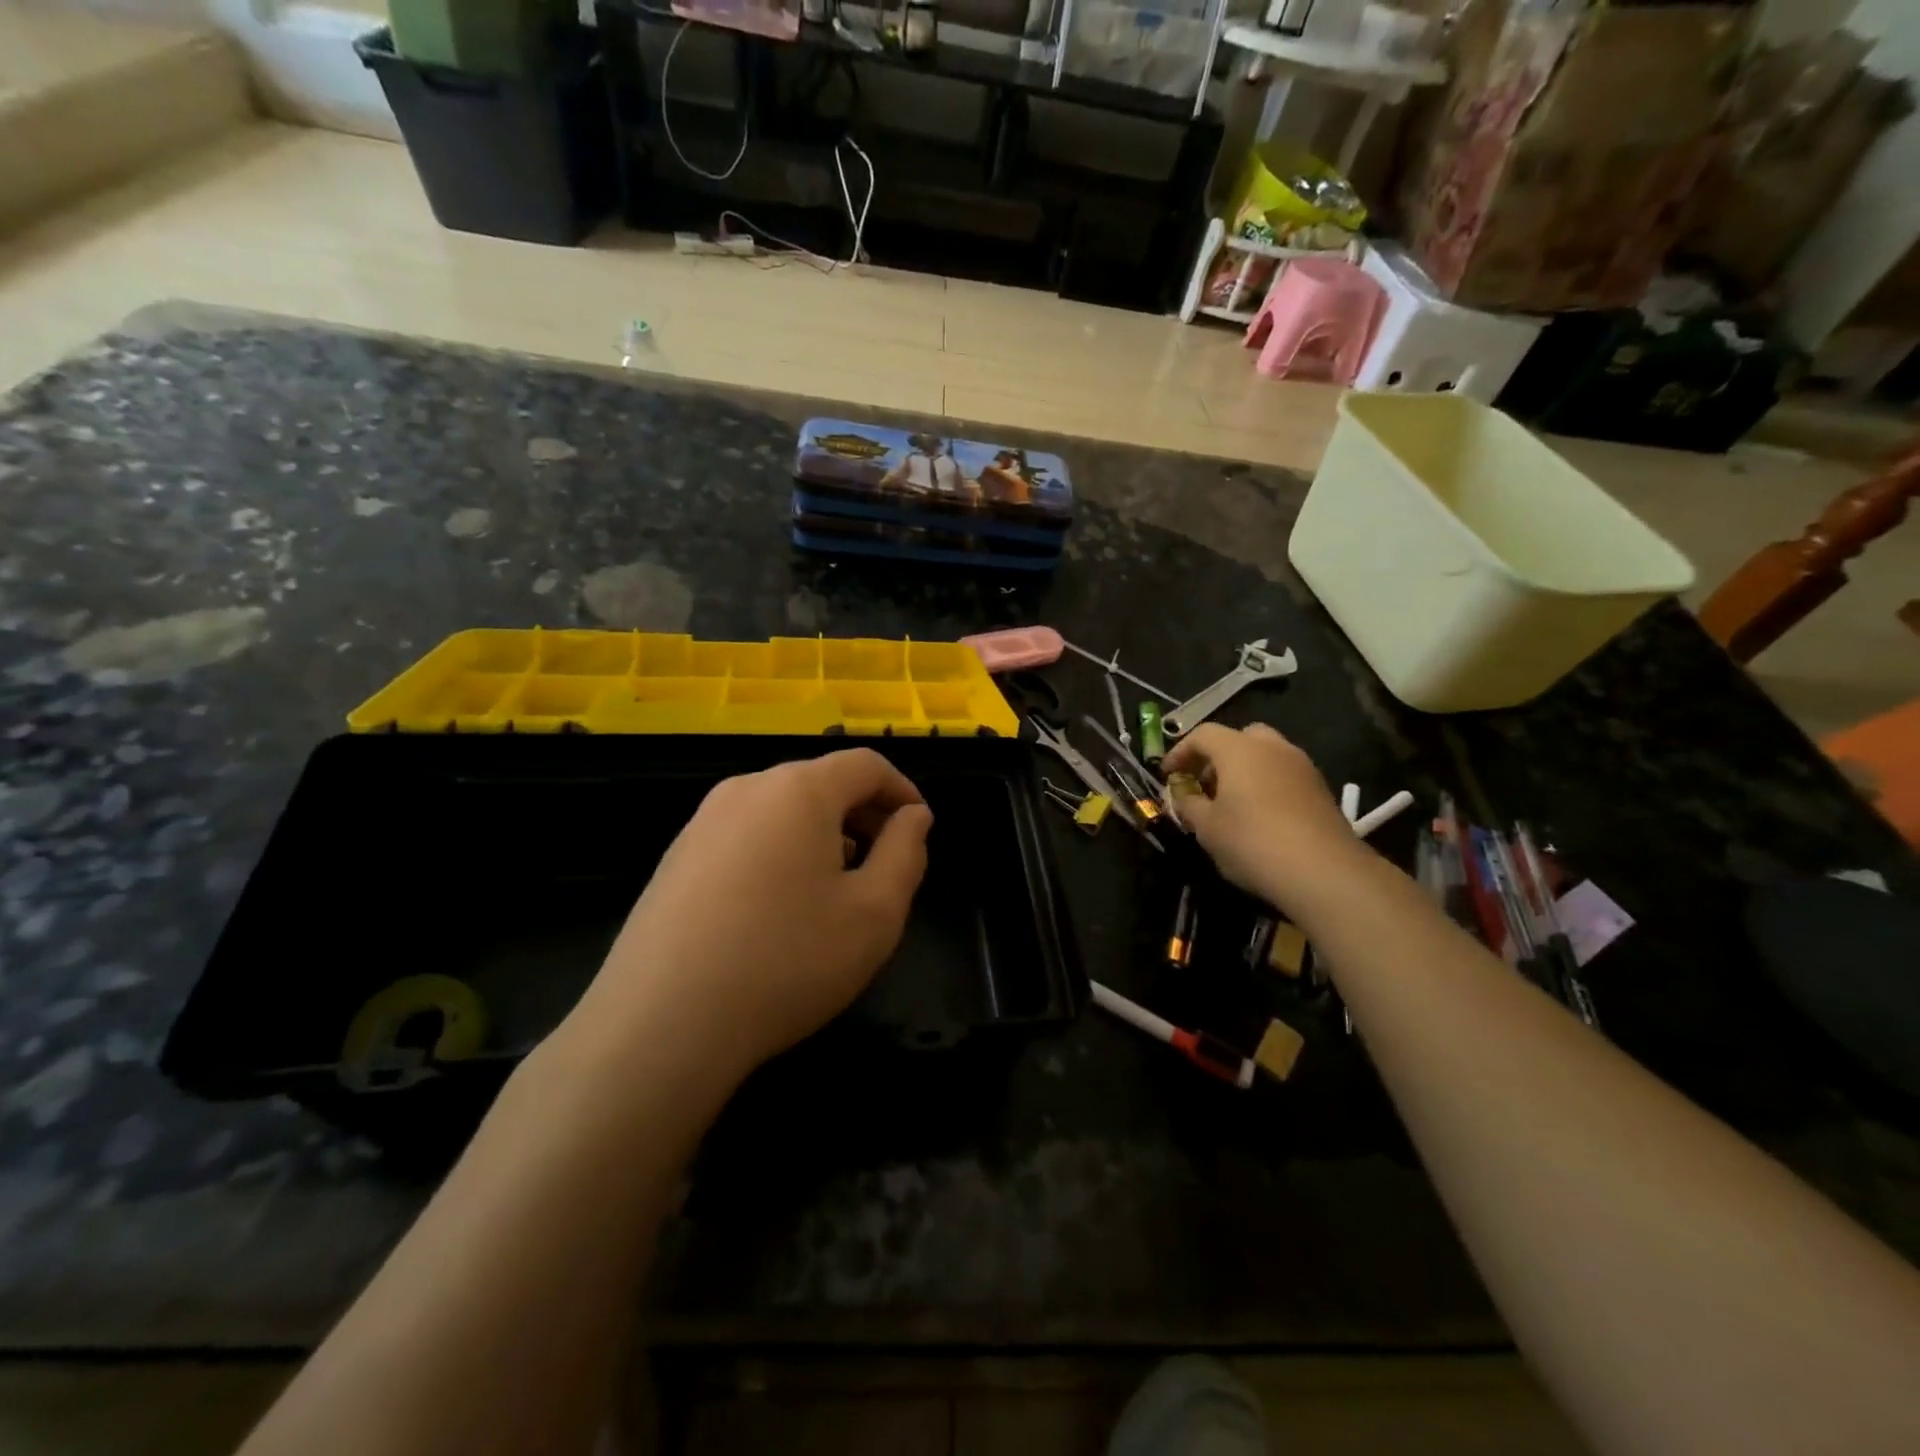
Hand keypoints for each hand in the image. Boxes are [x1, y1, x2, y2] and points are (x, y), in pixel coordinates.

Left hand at [564, 749, 932, 1085]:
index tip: (920, 829)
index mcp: (799, 790)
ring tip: (838, 886)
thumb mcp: (874, 913)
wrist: (660, 1024)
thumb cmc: (786, 961)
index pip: (866, 765)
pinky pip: (747, 835)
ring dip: (823, 834)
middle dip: (864, 814)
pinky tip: (781, 906)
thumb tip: (913, 817)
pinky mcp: (677, 856)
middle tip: (887, 862)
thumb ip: (906, 853)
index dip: (903, 790)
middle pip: (822, 782)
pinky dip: (781, 851)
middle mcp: (748, 789)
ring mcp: (703, 821)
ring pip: (782, 809)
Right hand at [1164, 722, 1363, 912]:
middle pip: (1239, 738)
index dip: (1180, 752)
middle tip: (1203, 784)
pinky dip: (1266, 784)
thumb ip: (1189, 804)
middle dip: (1217, 756)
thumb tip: (1184, 794)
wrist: (1324, 871)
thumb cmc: (1252, 841)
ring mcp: (1302, 766)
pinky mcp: (1320, 789)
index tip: (1168, 775)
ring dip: (1244, 770)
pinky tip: (1259, 816)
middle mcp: (1273, 747)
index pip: (1202, 735)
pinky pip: (1284, 775)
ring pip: (1266, 755)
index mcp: (1239, 749)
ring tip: (1230, 803)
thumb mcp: (1206, 827)